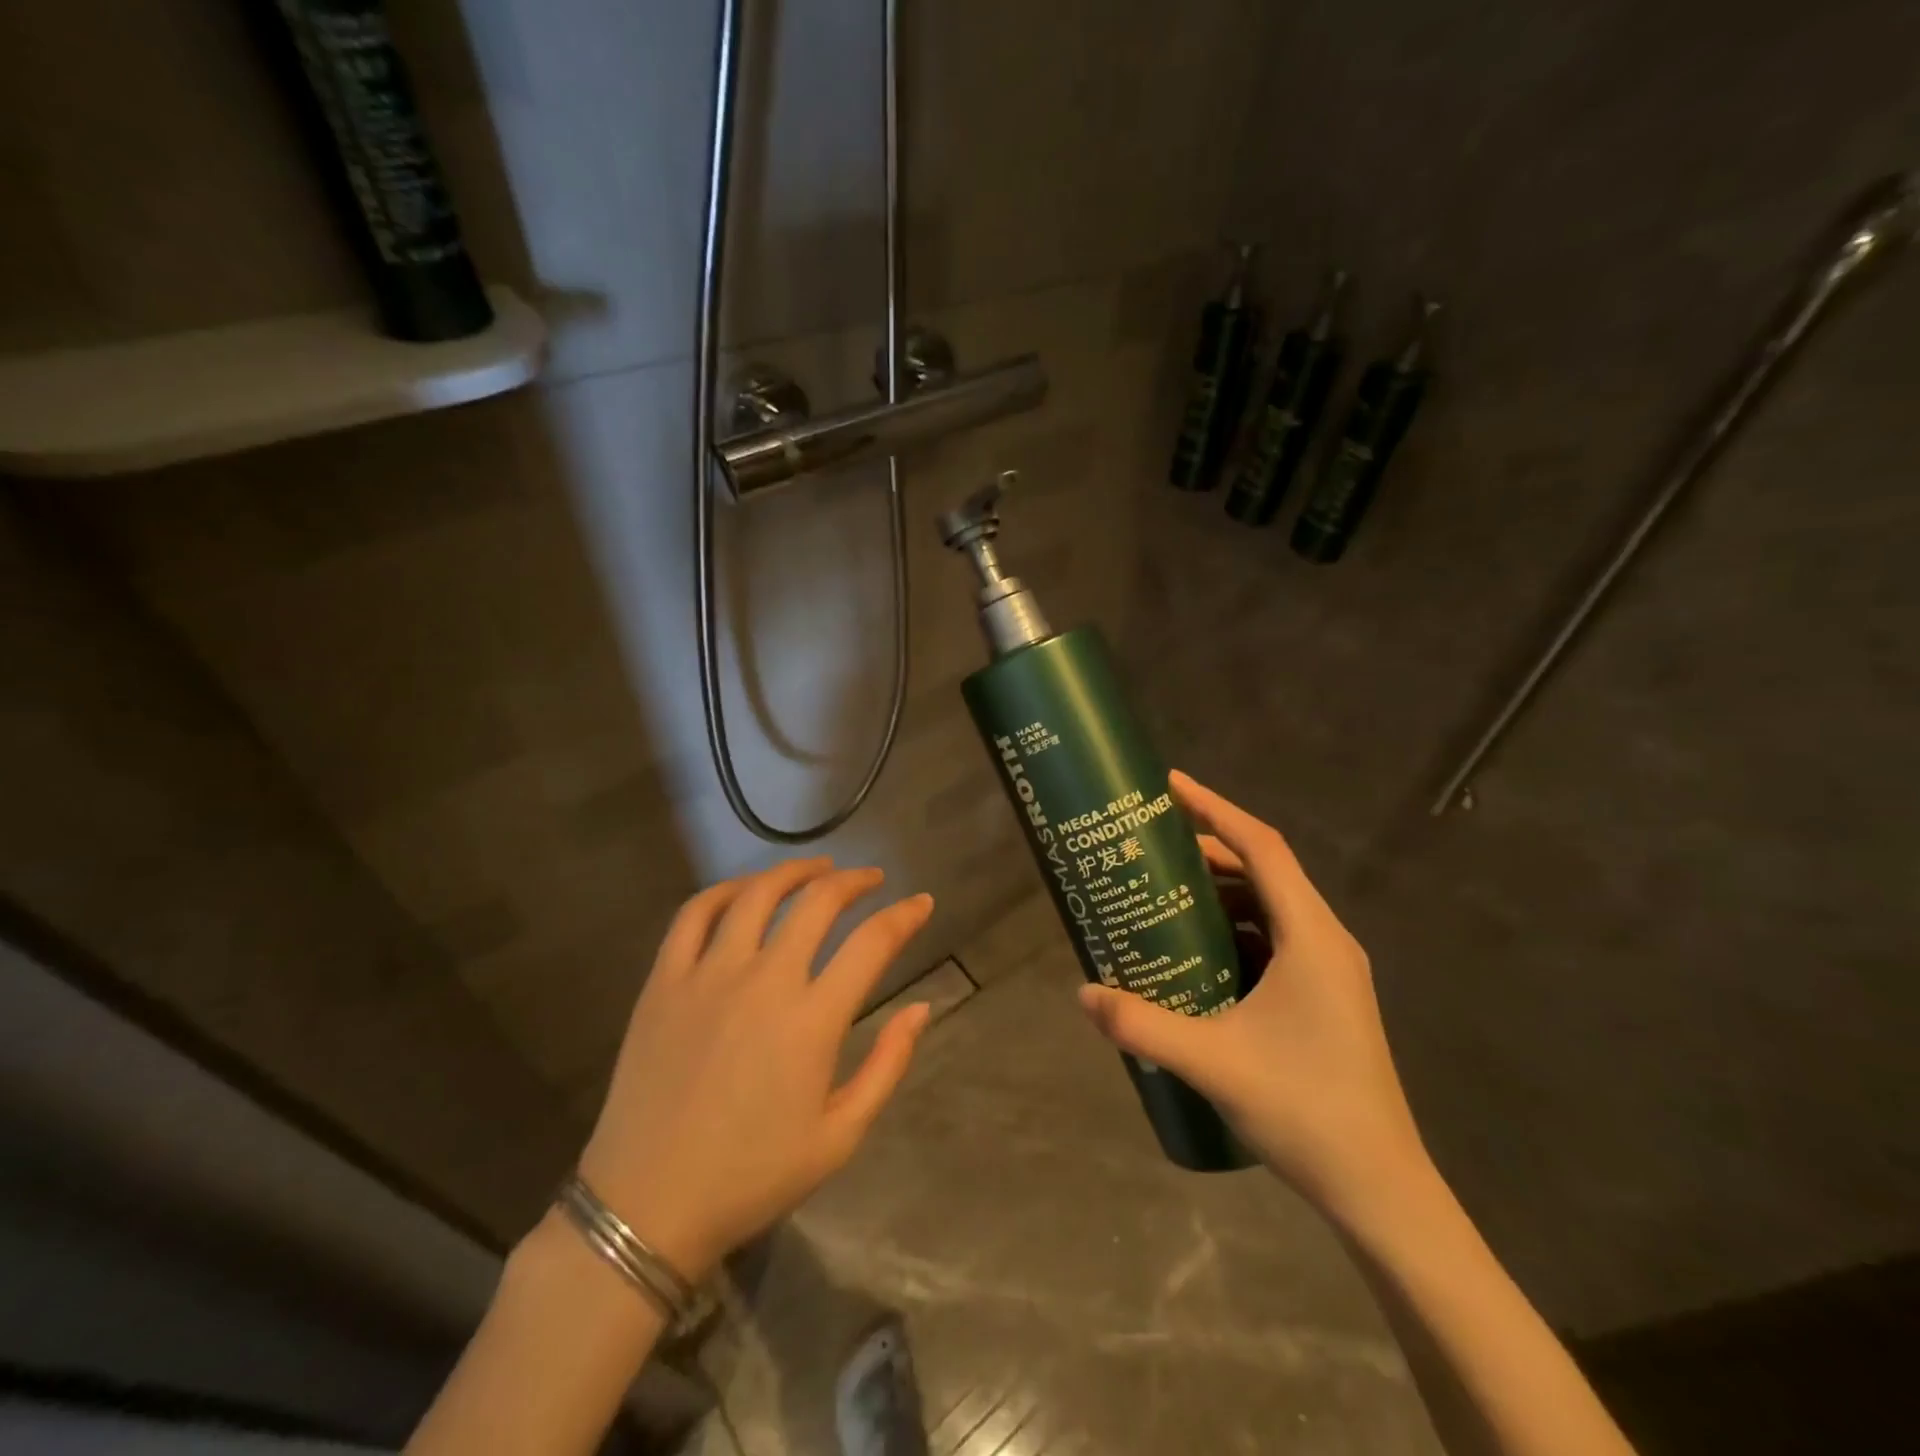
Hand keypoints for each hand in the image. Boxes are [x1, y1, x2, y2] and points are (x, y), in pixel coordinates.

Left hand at [577, 859, 934, 1280]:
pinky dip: (725, 890)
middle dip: (854, 881)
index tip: (922, 903)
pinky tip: (745, 890)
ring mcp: (708, 974)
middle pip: (817, 902)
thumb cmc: (752, 1176)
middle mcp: (764, 981)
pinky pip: (695, 914)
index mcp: (812, 1020)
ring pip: (758, 894)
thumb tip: (921, 1008)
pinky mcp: (664, 981)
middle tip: (871, 879)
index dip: (905, 916)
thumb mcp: (840, 1136)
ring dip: (795, 871)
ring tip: (818, 868)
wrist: (647, 1206)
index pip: (872, 943)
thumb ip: (888, 1065)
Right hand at [1078, 772, 1427, 1224]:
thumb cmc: (1305, 1110)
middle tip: (1150, 841)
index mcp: (1311, 937)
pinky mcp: (1322, 994)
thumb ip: (1142, 1024)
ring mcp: (1328, 969)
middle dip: (1207, 848)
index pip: (1262, 847)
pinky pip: (1272, 937)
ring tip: (1163, 886)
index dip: (1215, 808)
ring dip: (1219, 888)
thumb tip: (1082, 993)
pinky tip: (1194, 947)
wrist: (1380, 1188)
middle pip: (1263, 869)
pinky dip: (1232, 925)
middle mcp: (1325, 940)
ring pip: (1268, 904)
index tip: (1170, 785)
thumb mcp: (1212, 1063)